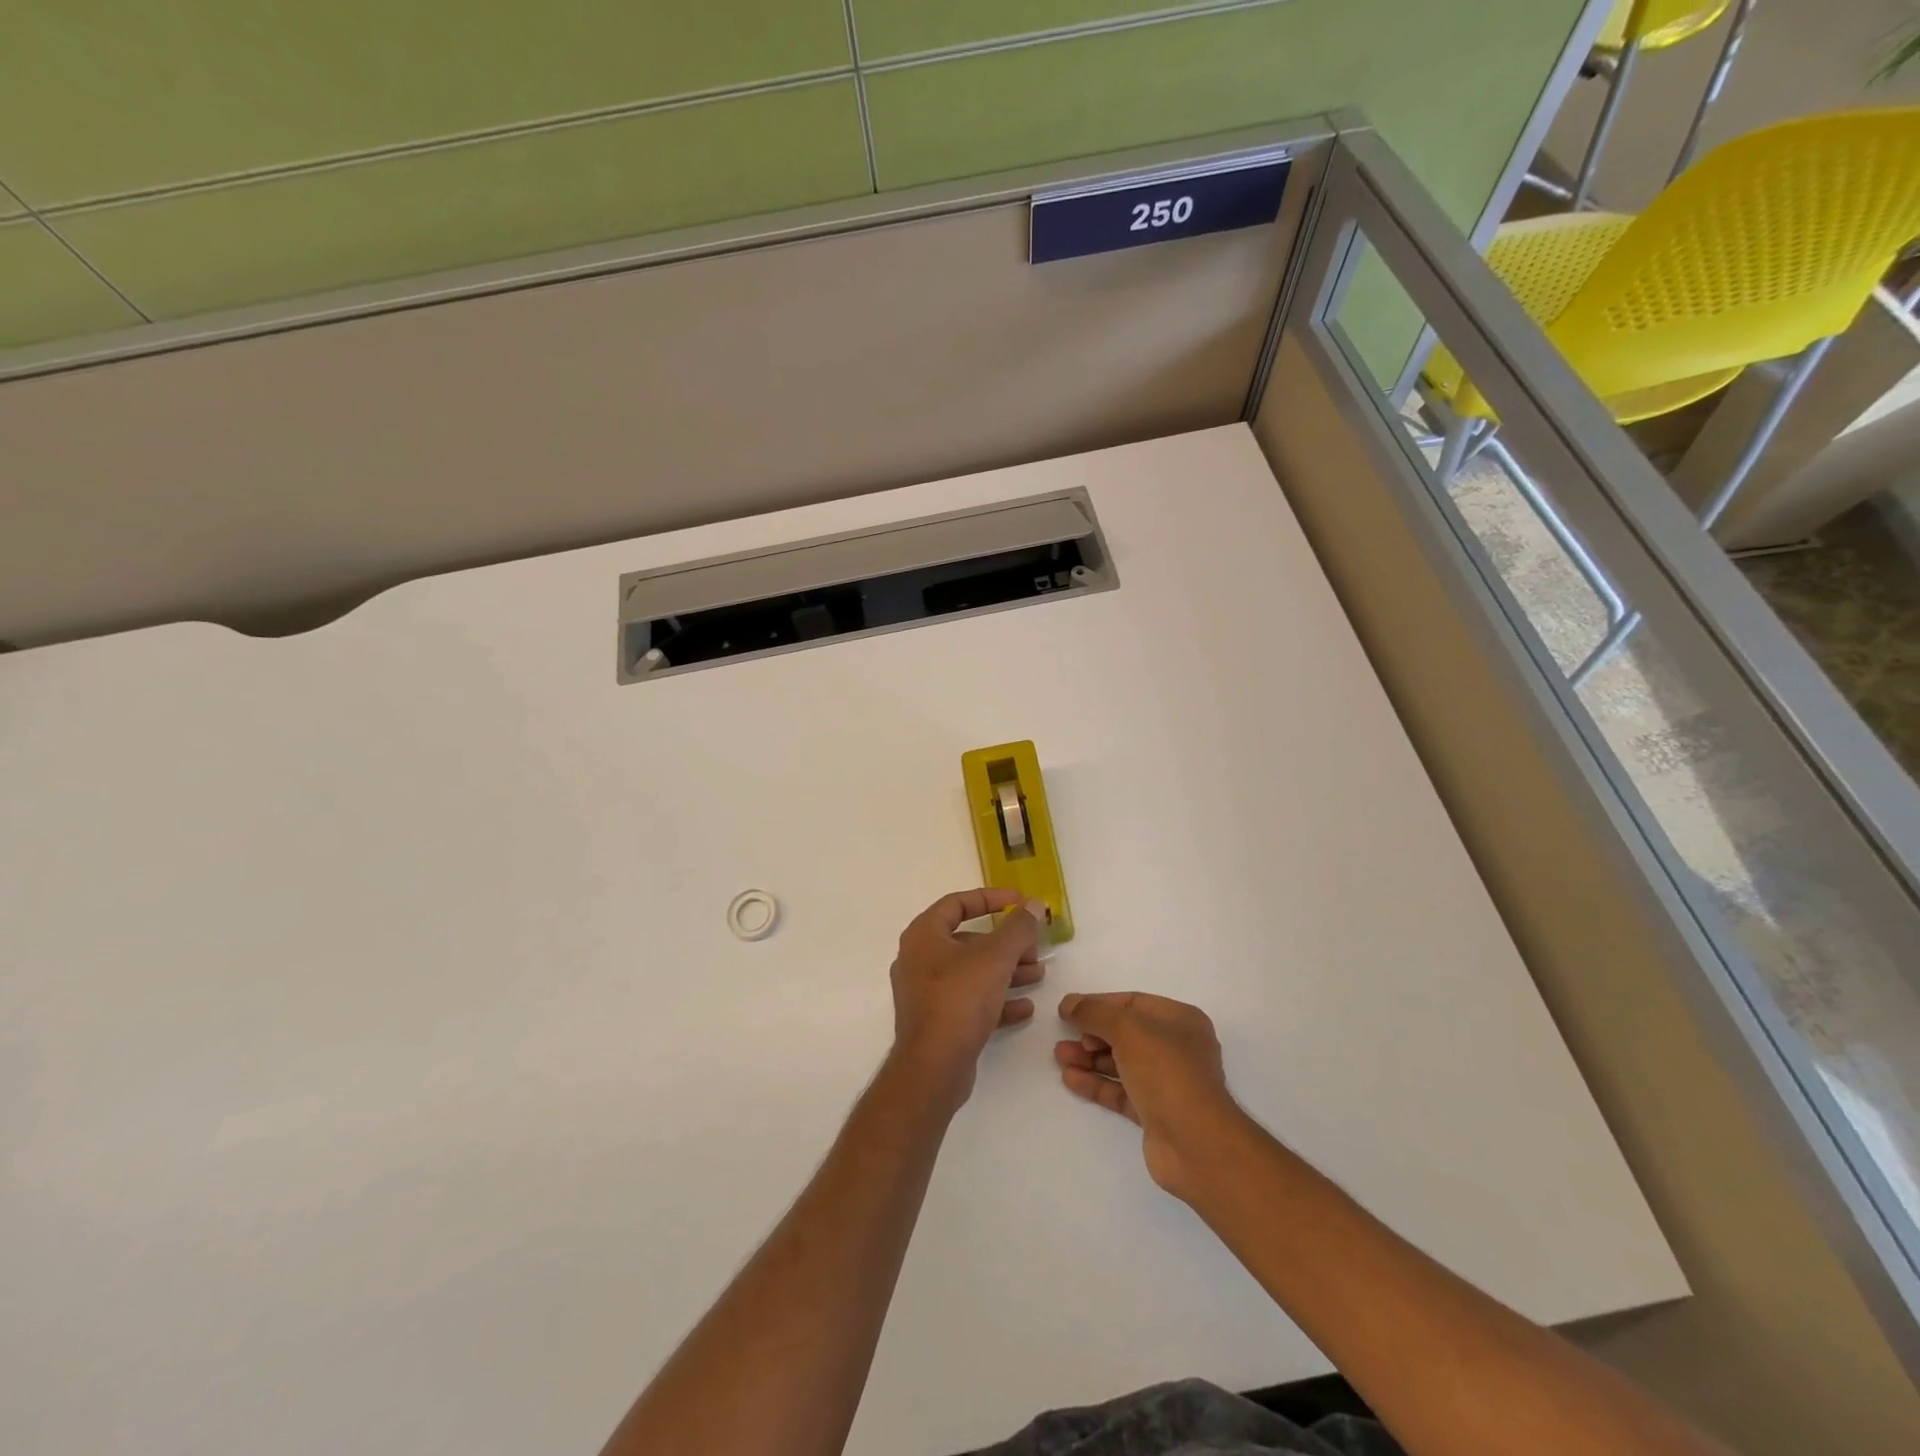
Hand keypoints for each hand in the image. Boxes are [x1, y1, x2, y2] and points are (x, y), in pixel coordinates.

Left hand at [889, 889, 1046, 1109]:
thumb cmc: (959, 1000)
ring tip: (1038, 974)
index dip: (991, 898)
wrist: (932, 1068)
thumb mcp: (995, 958)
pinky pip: (969, 1002)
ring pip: (972, 973)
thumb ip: (1017, 928)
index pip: (957, 903)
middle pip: (968, 940)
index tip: (1019, 901)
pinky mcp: (936, 1022)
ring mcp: (926, 993)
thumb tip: (1033, 904)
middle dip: (1005, 943)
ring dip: (1006, 971)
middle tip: (1034, 946)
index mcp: (924, 935)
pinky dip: (996, 1001)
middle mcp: (919, 959)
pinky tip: (1024, 1008)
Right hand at [1055, 992, 1247, 1200]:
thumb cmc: (1166, 1071)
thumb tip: (1069, 1002)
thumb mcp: (1127, 1030)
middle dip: (1092, 1034)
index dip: (1099, 1004)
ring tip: (1059, 1056)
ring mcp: (1167, 1083)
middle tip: (1063, 1037)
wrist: (1195, 1143)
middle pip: (1126, 1034)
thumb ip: (1094, 1012)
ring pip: (1122, 1063)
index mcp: (1180, 1020)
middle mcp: (1177, 1048)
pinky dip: (1097, 1083)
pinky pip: (1121, 1091)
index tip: (1069, 1010)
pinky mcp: (1156, 1113)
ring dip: (1090, 1059)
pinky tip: (1070, 1079)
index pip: (1133, 1004)